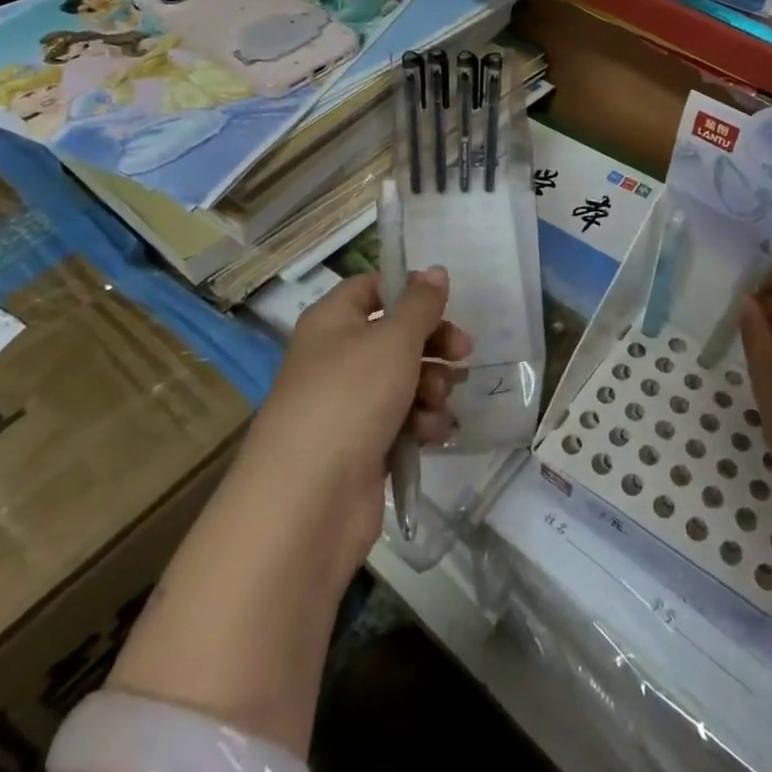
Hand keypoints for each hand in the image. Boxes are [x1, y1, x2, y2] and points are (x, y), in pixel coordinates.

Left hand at [244, 267, 470, 567]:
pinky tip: (432, 433)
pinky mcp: (363, 446)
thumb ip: (421, 304)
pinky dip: (421, 422)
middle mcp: (336, 357)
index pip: (371, 287)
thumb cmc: (350, 398)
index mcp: (332, 321)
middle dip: (434, 343)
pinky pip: (402, 419)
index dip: (408, 290)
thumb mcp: (393, 339)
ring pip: (404, 378)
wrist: (308, 501)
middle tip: (464, 352)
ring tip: (436, 402)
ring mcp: (348, 404)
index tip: (445, 301)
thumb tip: (435, 271)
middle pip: (396, 335)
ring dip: (431, 386)